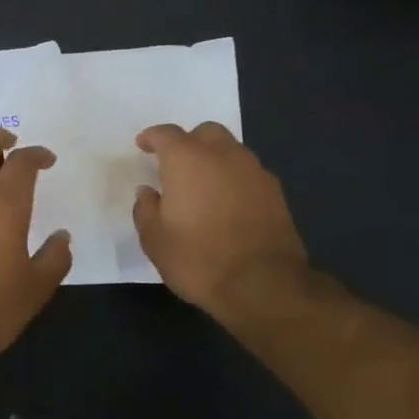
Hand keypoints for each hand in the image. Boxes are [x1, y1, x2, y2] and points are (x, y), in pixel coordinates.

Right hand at [132, 122, 310, 321]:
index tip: (143, 146)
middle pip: (205, 132)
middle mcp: (223, 155)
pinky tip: (228, 203)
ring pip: (231, 150)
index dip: (152, 137)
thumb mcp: (155, 240)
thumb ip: (146, 209)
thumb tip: (148, 192)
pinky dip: (234, 178)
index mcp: (187, 160)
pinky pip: (248, 172)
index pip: (166, 134)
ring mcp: (254, 171)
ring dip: (214, 159)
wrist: (263, 285)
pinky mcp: (275, 192)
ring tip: (203, 185)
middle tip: (175, 165)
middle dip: (188, 142)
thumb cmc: (198, 260)